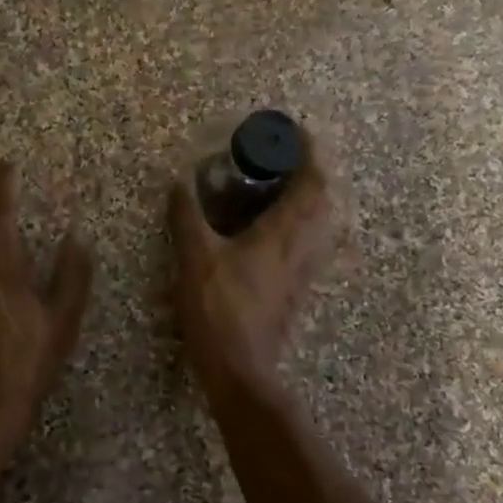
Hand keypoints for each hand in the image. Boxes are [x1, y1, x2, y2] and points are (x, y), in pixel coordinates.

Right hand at [168, 133, 333, 397]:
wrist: (241, 369)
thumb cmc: (219, 309)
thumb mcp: (194, 258)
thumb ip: (186, 216)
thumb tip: (179, 181)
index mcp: (284, 232)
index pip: (313, 181)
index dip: (309, 152)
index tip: (294, 132)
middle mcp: (303, 246)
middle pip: (324, 198)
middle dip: (310, 171)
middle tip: (282, 158)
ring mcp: (305, 269)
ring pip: (322, 222)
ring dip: (309, 197)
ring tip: (280, 187)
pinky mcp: (298, 287)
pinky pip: (312, 242)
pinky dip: (302, 223)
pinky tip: (275, 227)